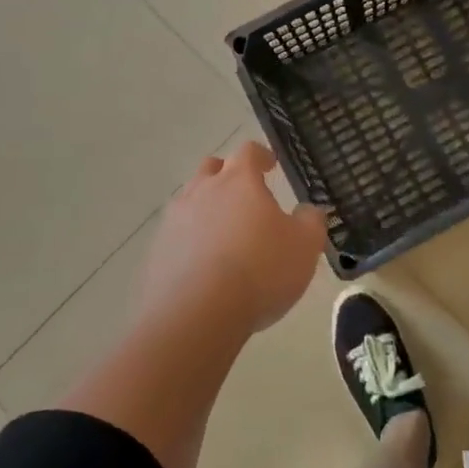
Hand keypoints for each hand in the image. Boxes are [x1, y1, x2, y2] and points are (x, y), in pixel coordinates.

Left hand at [141, 144, 328, 335]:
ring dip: (206, 207)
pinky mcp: (157, 251)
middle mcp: (202, 191)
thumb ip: (311, 222)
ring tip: (223, 231)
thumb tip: (310, 210)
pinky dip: (190, 240)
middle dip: (227, 175)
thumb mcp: (304, 247)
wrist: (196, 315)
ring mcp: (174, 220)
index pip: (248, 152)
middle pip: (212, 168)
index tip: (270, 164)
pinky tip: (202, 264)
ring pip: (190, 199)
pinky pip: (176, 234)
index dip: (261, 155)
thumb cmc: (260, 271)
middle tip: (244, 194)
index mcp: (239, 181)